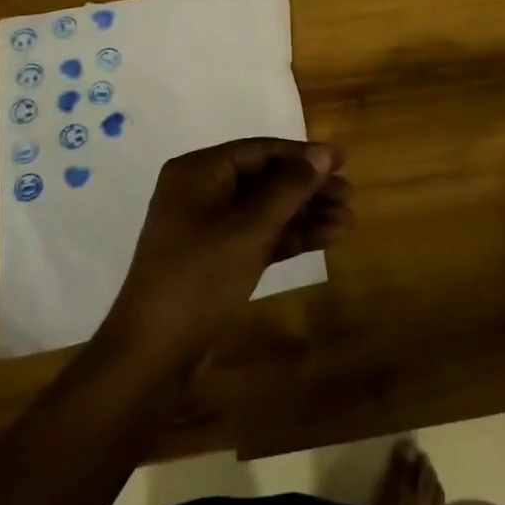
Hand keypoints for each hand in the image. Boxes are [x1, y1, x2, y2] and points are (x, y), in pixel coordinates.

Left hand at [105, 138, 352, 360]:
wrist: (154, 354)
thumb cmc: (199, 278)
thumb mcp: (249, 229)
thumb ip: (289, 189)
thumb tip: (323, 155)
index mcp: (198, 172)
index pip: (260, 150)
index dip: (303, 154)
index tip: (343, 160)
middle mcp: (202, 191)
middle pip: (266, 179)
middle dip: (308, 188)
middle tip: (350, 195)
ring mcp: (209, 227)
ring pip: (267, 210)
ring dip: (306, 214)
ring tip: (348, 222)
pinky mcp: (219, 258)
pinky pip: (260, 235)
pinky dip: (291, 236)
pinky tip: (328, 239)